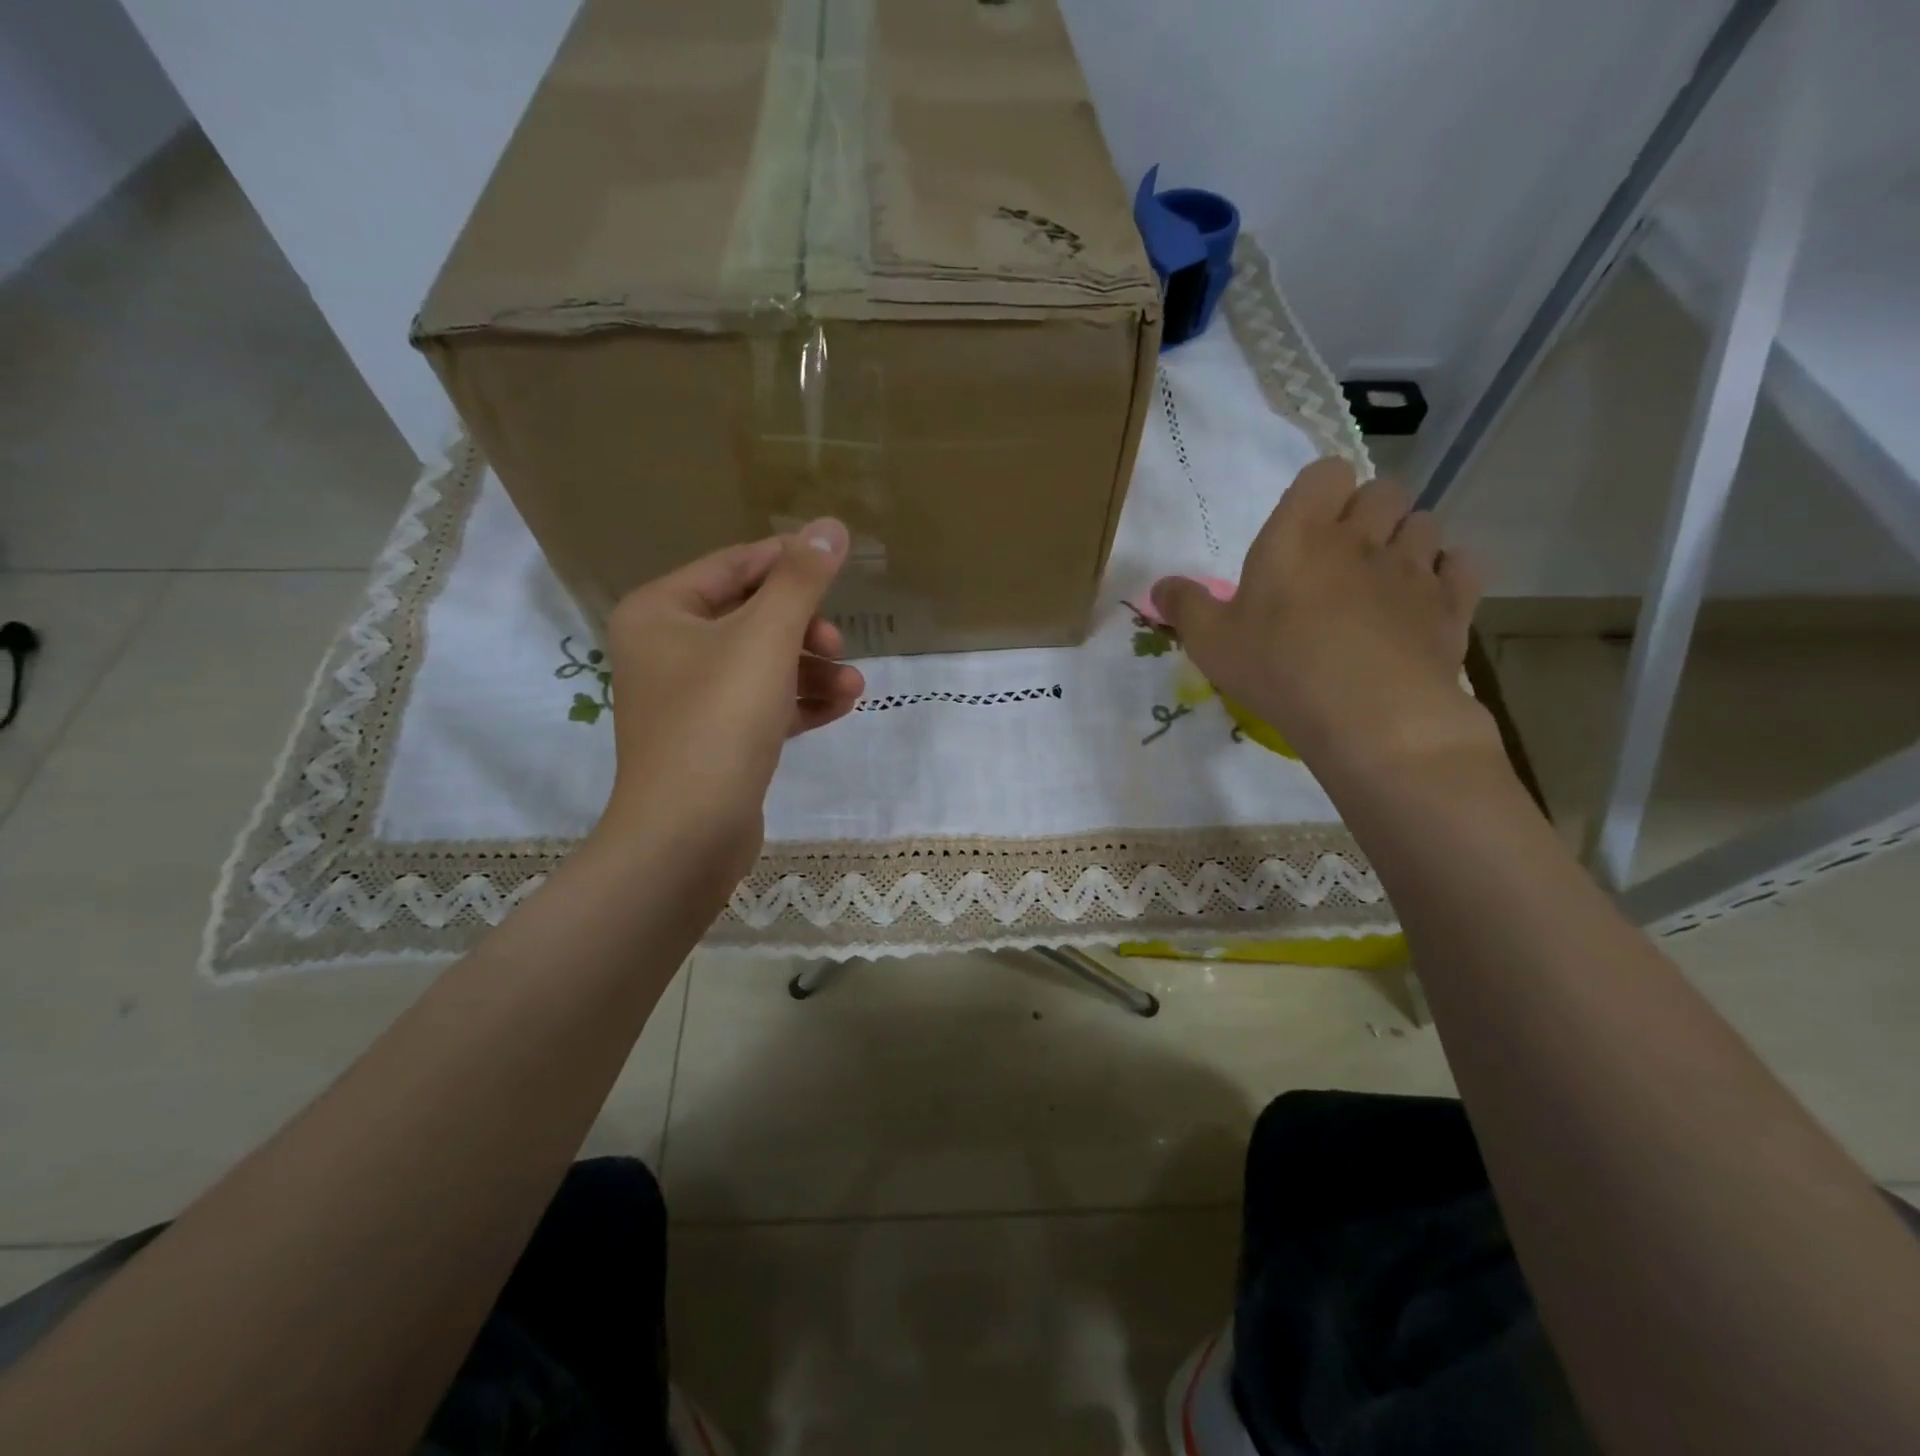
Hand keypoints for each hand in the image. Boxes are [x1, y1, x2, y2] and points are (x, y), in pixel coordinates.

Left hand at [597, 519, 864, 891]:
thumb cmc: (719, 721)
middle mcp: (667, 649)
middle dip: (804, 628)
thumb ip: (800, 581)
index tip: (839, 567)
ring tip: (853, 684)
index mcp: (660, 612)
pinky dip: (800, 702)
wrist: (688, 834)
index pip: (734, 566)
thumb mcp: (766, 639)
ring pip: (763, 664)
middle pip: (751, 616)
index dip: (788, 563)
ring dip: (811, 669)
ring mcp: (690, 698)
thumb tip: (830, 525)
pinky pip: (764, 705)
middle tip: (837, 645)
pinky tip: (842, 706)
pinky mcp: (715, 740)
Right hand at [1151, 459, 1497, 788]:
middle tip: (1342, 554)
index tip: (1304, 525)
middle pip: (1383, 490)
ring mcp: (1413, 567)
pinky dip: (1446, 574)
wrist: (1368, 714)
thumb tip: (1159, 585)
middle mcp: (1362, 537)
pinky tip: (1424, 600)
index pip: (1325, 473)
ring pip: (1425, 523)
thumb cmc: (1278, 668)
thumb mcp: (1211, 642)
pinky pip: (1460, 565)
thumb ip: (1184, 606)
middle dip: (1367, 511)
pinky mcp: (1451, 604)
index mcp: (1299, 534)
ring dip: (1406, 540)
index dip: (1319, 491)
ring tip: (1383, 578)